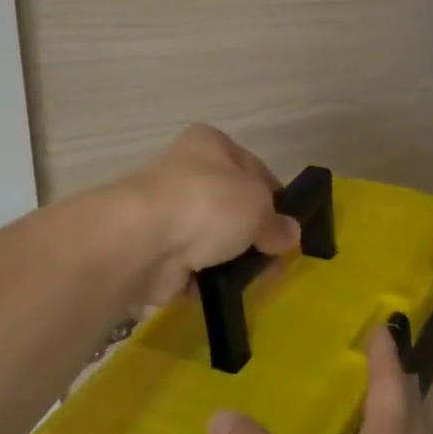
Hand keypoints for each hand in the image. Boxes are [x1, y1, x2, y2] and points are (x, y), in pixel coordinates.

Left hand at [117, 125, 300, 303]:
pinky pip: (194, 267)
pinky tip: (224, 289)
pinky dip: (208, 279)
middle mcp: (187, 173)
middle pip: (234, 207)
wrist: (143, 241)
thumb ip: (278, 223)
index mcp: (211, 145)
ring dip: (234, 260)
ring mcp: (169, 214)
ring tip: (255, 281)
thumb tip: (289, 234)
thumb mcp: (259, 207)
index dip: (276, 199)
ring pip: (214, 240)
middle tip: (275, 260)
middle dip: (256, 235)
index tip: (289, 228)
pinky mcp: (157, 252)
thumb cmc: (208, 203)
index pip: (255, 170)